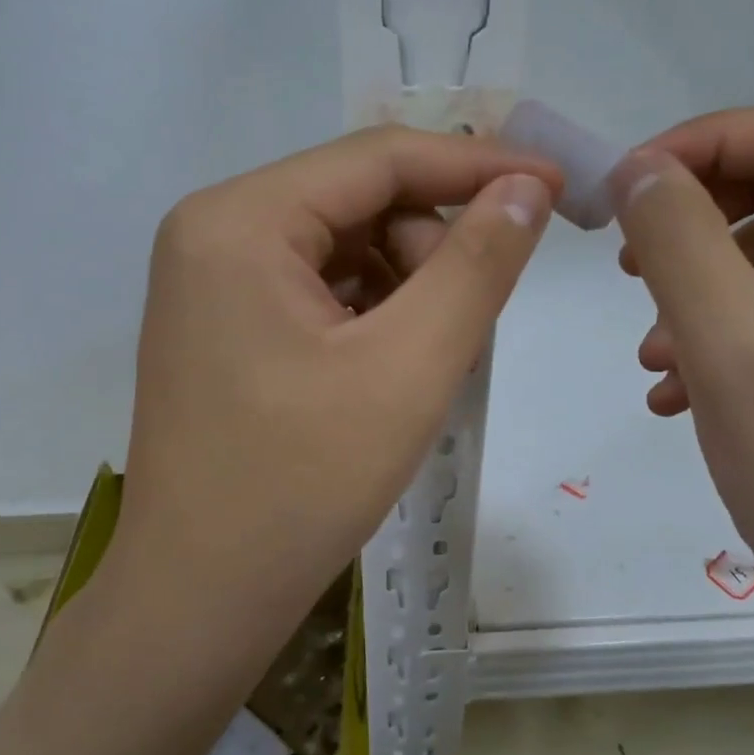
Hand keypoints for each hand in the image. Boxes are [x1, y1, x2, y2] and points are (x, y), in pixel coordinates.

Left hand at [112, 126, 557, 643]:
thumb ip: (475, 265)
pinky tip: (389, 367)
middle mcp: (212, 231)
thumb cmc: (302, 484)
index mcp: (240, 220)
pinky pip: (314, 288)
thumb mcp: (409, 366)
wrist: (199, 596)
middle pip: (357, 201)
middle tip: (471, 323)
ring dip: (404, 287)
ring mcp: (208, 280)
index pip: (378, 158)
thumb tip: (524, 190)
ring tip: (428, 360)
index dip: (477, 164)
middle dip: (431, 247)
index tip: (554, 185)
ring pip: (341, 247)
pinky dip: (369, 313)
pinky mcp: (219, 324)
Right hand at [611, 102, 753, 664]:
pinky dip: (718, 336)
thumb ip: (678, 239)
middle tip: (627, 261)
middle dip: (698, 224)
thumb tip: (636, 167)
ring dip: (699, 290)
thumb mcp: (730, 343)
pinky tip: (672, 387)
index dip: (708, 142)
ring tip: (651, 348)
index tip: (625, 182)